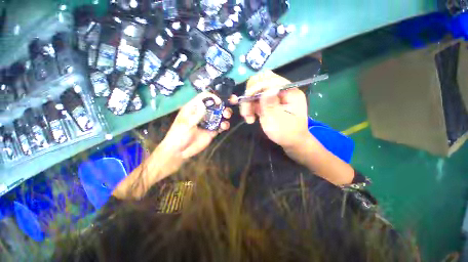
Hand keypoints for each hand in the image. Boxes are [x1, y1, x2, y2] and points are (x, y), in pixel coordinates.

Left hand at [162, 92, 231, 159]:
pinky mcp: (212, 130)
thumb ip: (196, 114)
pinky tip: (224, 126)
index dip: (213, 97)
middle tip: (231, 102)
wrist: (180, 151)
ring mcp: (208, 122)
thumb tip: (205, 103)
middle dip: (223, 103)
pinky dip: (224, 125)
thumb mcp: (186, 124)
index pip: (204, 97)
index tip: (219, 101)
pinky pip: (221, 125)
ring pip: (220, 114)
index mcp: (194, 108)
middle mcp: (203, 113)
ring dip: (225, 113)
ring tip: (226, 116)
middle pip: (215, 105)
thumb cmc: (178, 135)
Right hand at [232, 70, 309, 148]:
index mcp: (289, 92)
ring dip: (248, 104)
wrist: (291, 142)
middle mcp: (281, 91)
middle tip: (246, 111)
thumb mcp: (277, 120)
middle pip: (261, 83)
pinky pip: (255, 100)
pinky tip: (250, 118)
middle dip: (250, 95)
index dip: (256, 86)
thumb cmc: (287, 133)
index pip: (270, 79)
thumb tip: (267, 88)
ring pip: (255, 92)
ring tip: (248, 118)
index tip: (247, 98)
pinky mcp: (268, 103)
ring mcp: (273, 97)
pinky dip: (250, 107)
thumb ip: (270, 104)